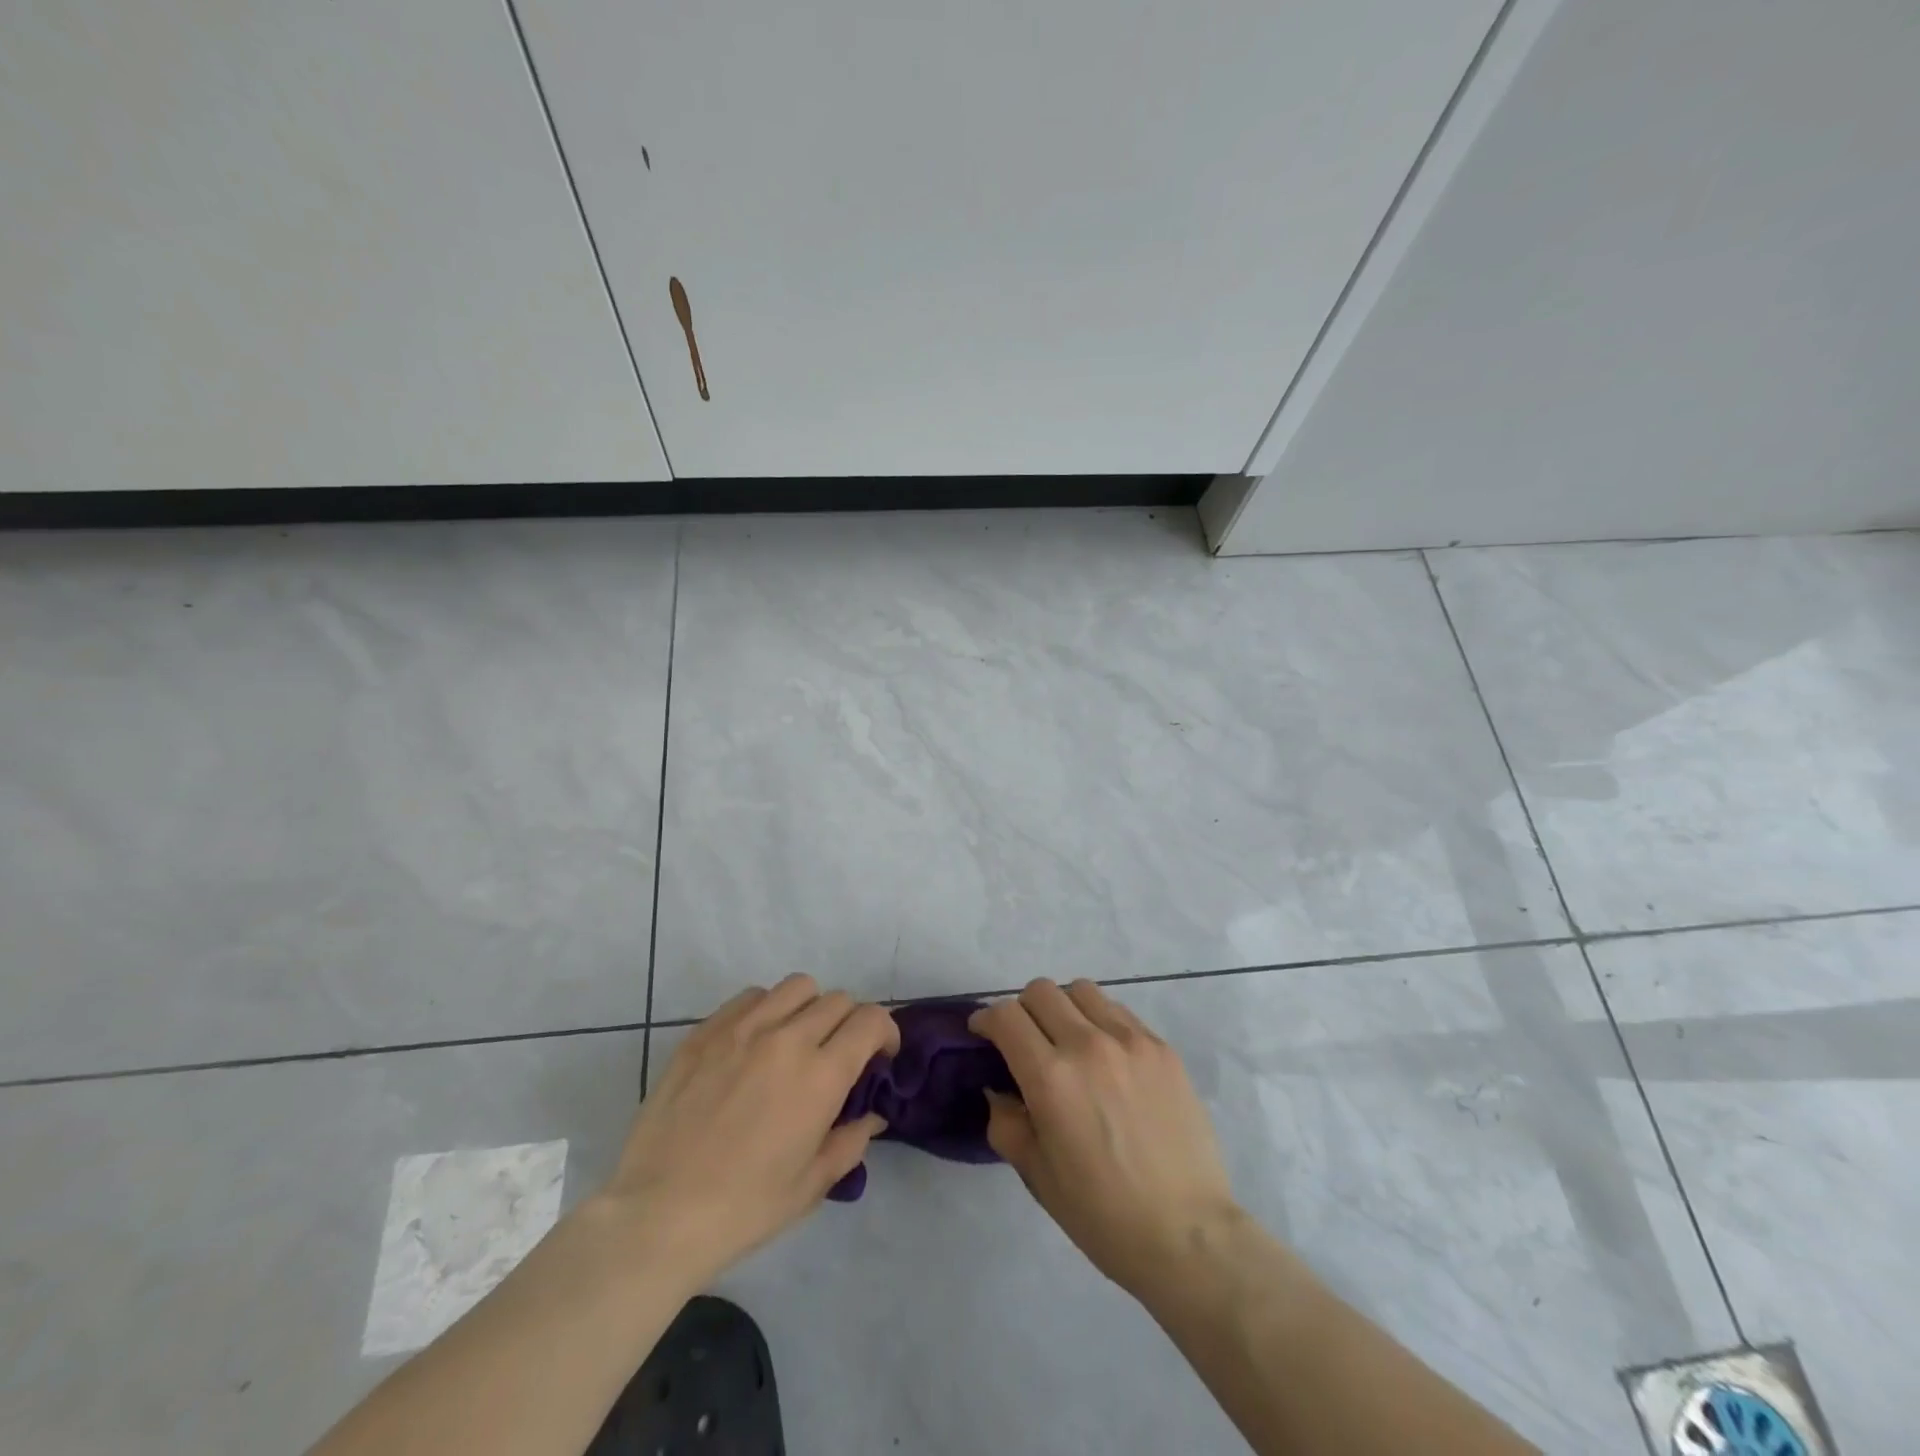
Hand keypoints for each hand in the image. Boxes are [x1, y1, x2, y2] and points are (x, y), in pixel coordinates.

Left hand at [597, 975, 898, 1287]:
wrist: (658, 1214)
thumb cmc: (744, 1208)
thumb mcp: (811, 1185)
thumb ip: (851, 1141)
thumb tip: (871, 1115)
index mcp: (820, 1076)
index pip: (870, 1020)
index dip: (885, 1032)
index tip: (879, 1056)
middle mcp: (786, 1039)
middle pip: (837, 1000)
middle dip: (850, 1023)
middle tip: (838, 1055)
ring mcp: (741, 1029)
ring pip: (796, 987)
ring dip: (810, 1008)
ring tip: (796, 1040)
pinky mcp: (705, 1031)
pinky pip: (750, 997)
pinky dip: (766, 1009)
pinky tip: (755, 1042)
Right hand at [970, 978, 1239, 1297]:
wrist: (1187, 1234)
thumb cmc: (1103, 1215)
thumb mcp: (1037, 1175)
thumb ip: (1007, 1122)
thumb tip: (1000, 1090)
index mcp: (1051, 1078)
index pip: (1006, 1016)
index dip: (986, 1020)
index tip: (984, 1035)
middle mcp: (1088, 1045)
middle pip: (1041, 991)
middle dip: (1022, 1010)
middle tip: (1026, 1042)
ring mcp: (1131, 1041)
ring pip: (1082, 991)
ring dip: (1064, 1008)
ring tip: (1069, 1042)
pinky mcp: (1162, 1047)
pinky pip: (1119, 1012)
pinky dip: (1101, 1022)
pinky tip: (1108, 1059)